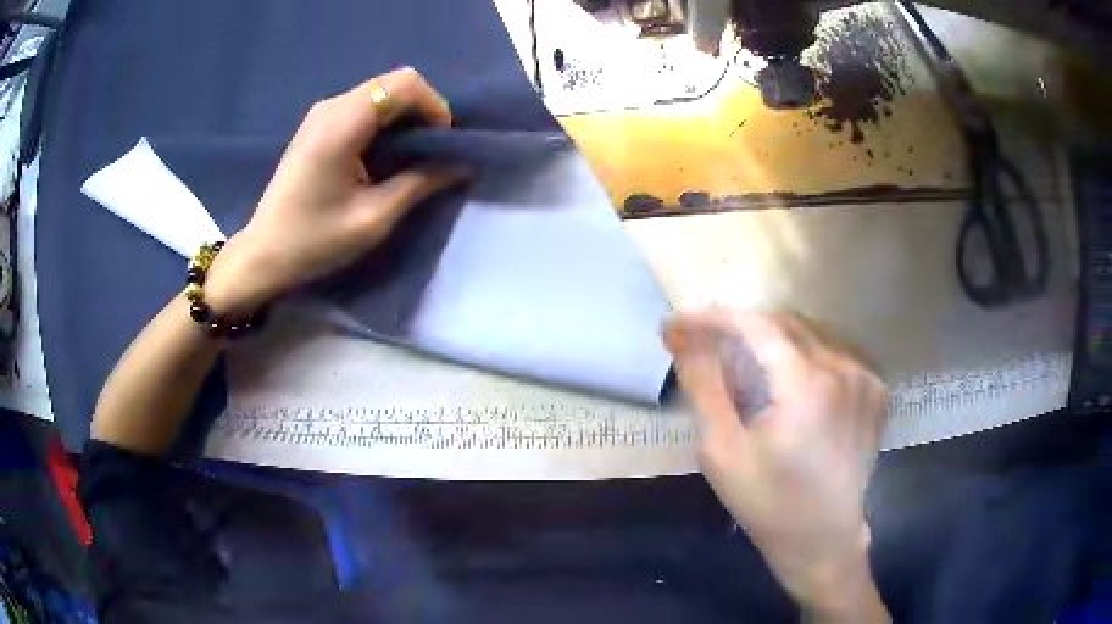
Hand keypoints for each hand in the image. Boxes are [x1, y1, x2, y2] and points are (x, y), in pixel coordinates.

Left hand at [205, 68, 467, 316]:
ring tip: (408, 157)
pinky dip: (385, 123)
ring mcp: (322, 112)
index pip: (404, 83)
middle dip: (422, 111)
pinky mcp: (318, 123)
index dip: (434, 106)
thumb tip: (460, 165)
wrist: (264, 254)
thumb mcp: (373, 219)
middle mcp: (331, 106)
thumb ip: (420, 184)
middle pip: (395, 82)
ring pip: (382, 92)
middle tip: (429, 153)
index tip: (440, 144)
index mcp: (342, 125)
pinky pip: (365, 106)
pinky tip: (382, 156)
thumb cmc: (314, 242)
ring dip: (404, 117)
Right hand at [664, 309, 889, 621]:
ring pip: (810, 335)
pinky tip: (790, 384)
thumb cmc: (767, 502)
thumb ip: (704, 386)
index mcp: (806, 384)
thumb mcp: (722, 450)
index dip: (713, 317)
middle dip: (740, 328)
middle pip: (784, 323)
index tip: (679, 324)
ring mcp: (866, 378)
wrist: (822, 539)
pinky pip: (834, 354)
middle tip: (706, 345)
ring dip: (772, 341)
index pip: (755, 325)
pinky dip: (805, 357)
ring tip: (746, 367)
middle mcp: (844, 368)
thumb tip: (685, 336)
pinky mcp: (876, 391)